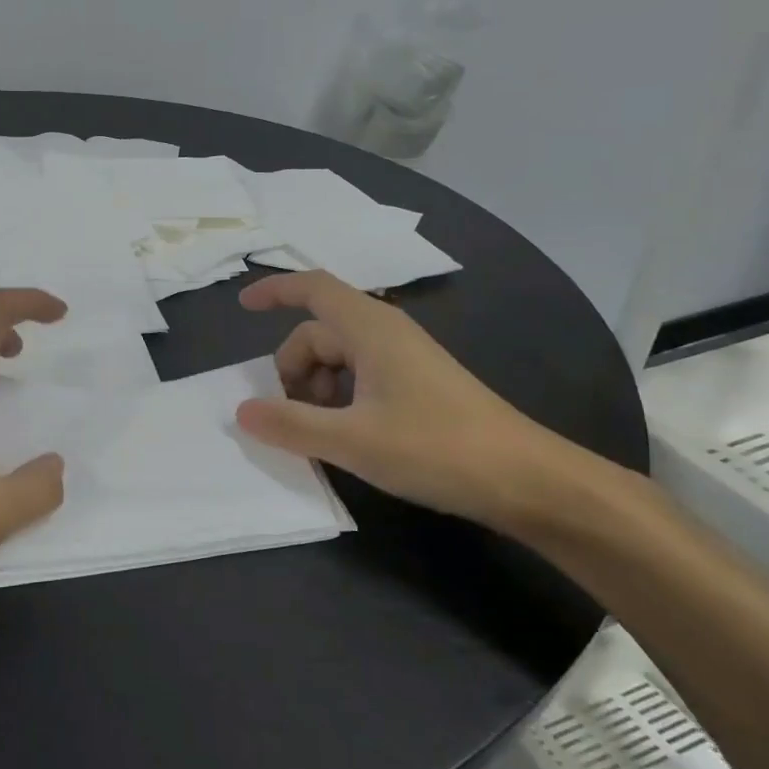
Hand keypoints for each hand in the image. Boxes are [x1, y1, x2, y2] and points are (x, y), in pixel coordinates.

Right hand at [236, 271, 587, 533]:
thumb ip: (291, 424)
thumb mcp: (353, 440)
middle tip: (287, 418)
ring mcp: (404, 359)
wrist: (527, 479)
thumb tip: (242, 410)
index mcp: (370, 329)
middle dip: (292, 371)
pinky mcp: (417, 385)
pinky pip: (360, 378)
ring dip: (315, 390)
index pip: (312, 289)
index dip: (275, 291)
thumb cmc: (437, 448)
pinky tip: (346, 437)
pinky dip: (339, 400)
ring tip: (320, 435)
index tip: (242, 307)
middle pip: (318, 333)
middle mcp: (386, 334)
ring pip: (338, 359)